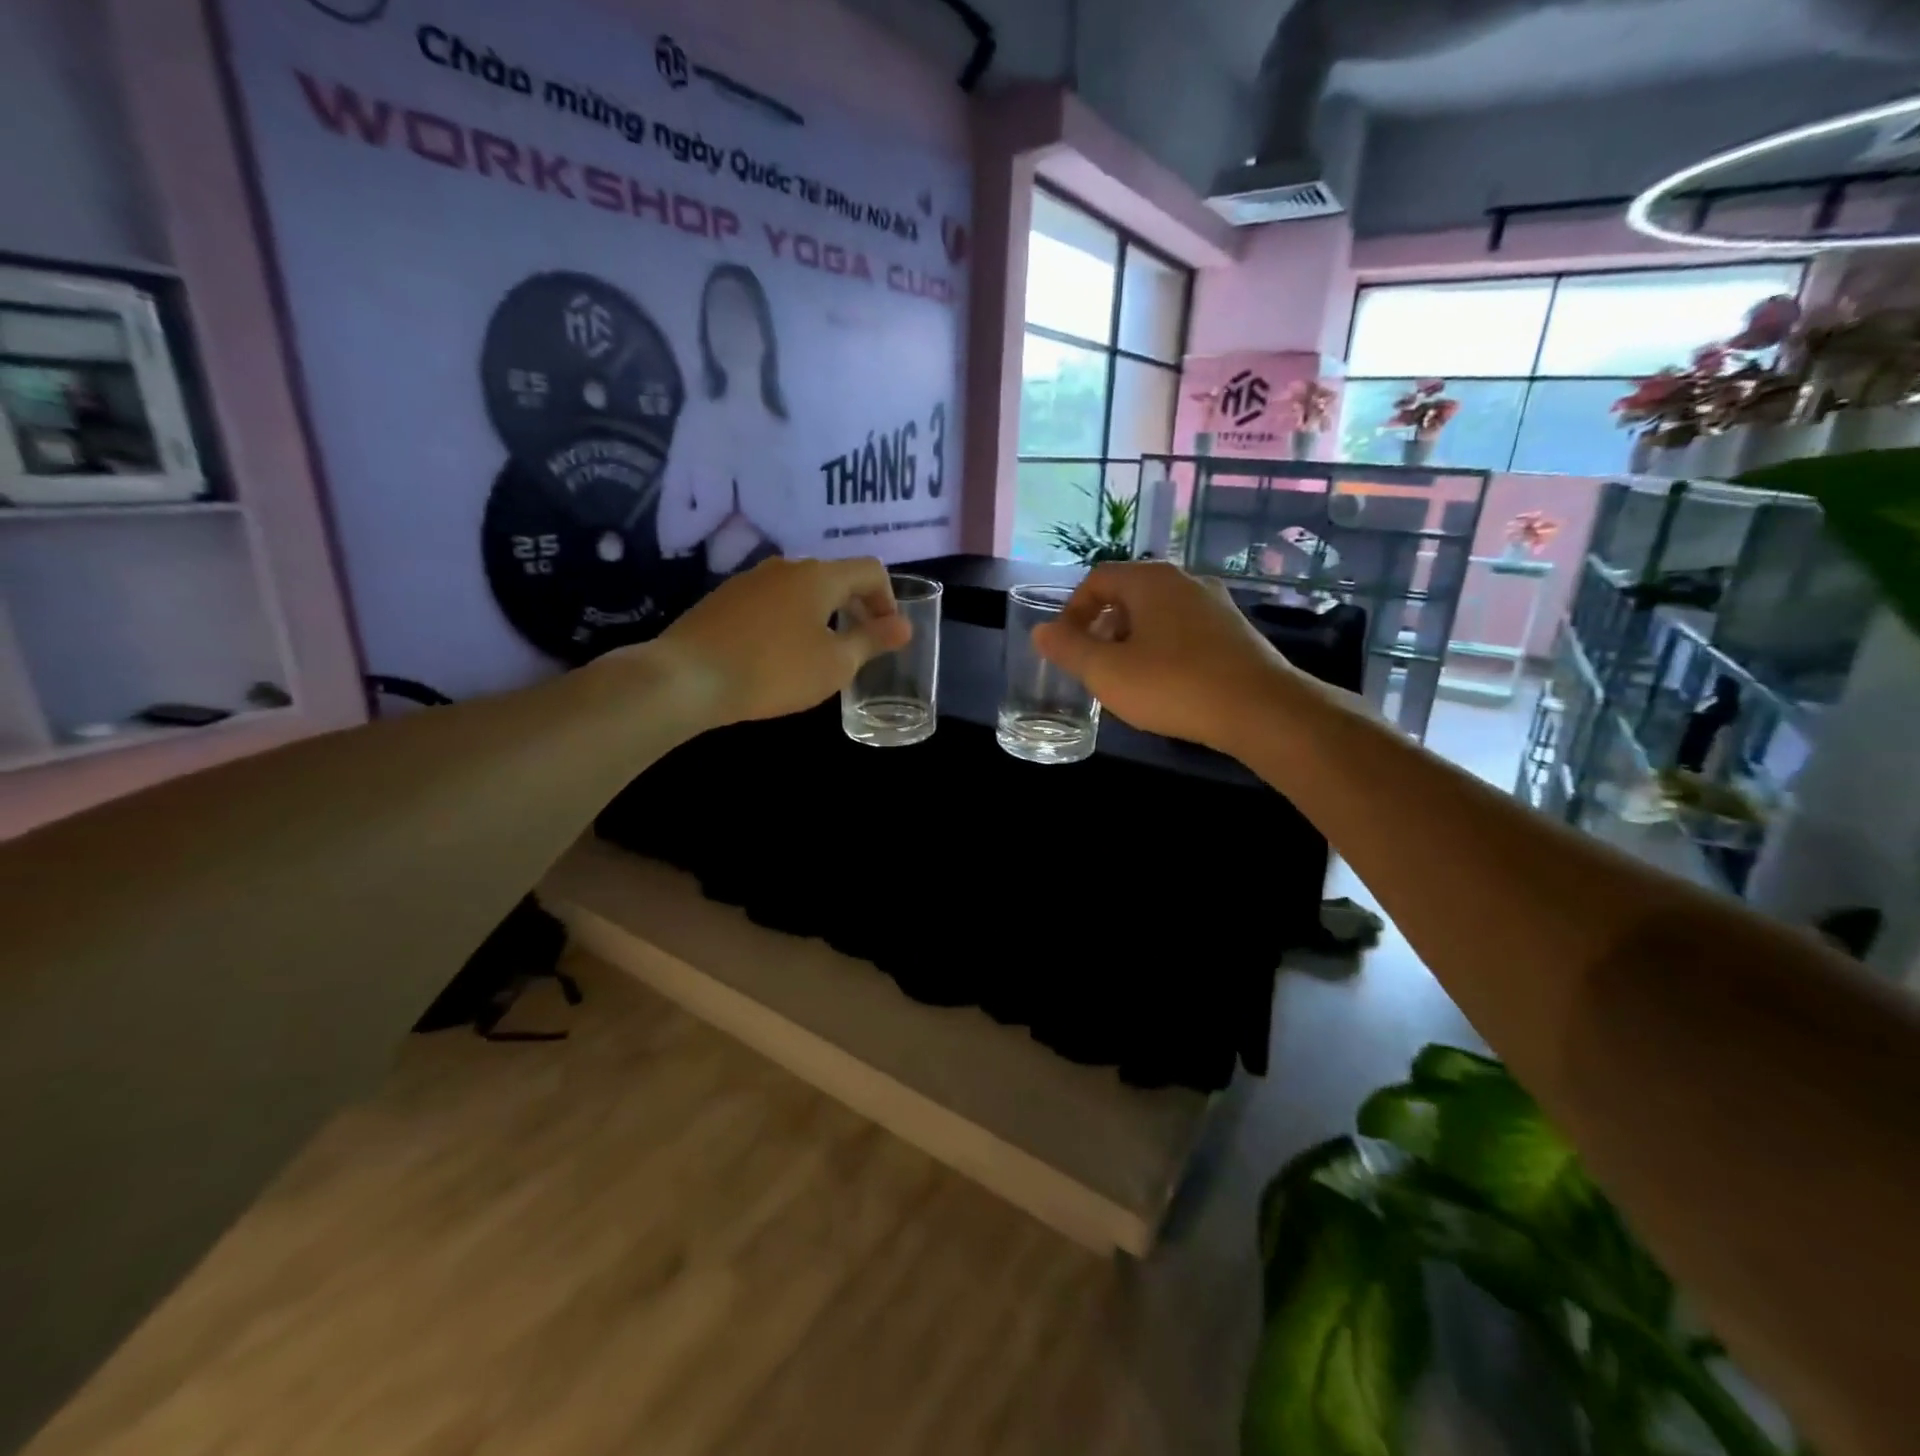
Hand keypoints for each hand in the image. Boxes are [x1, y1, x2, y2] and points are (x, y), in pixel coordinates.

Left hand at [635, 557, 909, 726]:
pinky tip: (777, 654)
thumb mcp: (834, 664)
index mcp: (819, 576)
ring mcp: (750, 580)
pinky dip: (788, 620)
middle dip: (855, 607)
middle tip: (858, 645)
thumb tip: (904, 625)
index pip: (870, 570)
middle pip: (834, 576)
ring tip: (818, 653)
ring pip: (800, 590)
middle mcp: (786, 567)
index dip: (888, 599)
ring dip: (821, 614)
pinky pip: (771, 602)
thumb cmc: (774, 670)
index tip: (886, 635)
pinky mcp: (724, 599)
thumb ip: (872, 640)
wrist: (686, 678)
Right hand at [1031, 561, 1305, 753]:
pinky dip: (1164, 648)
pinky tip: (1166, 683)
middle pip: (1129, 593)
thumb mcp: (1107, 672)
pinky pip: (1185, 630)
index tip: (1066, 645)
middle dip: (1103, 626)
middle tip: (1093, 663)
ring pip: (1158, 613)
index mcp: (1150, 580)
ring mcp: (1215, 604)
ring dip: (1133, 639)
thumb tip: (1041, 630)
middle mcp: (1184, 580)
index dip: (1073, 610)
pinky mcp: (1236, 631)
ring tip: (1127, 676)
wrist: (1261, 709)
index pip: (1097, 578)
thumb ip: (1069, 649)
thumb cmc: (1173, 685)